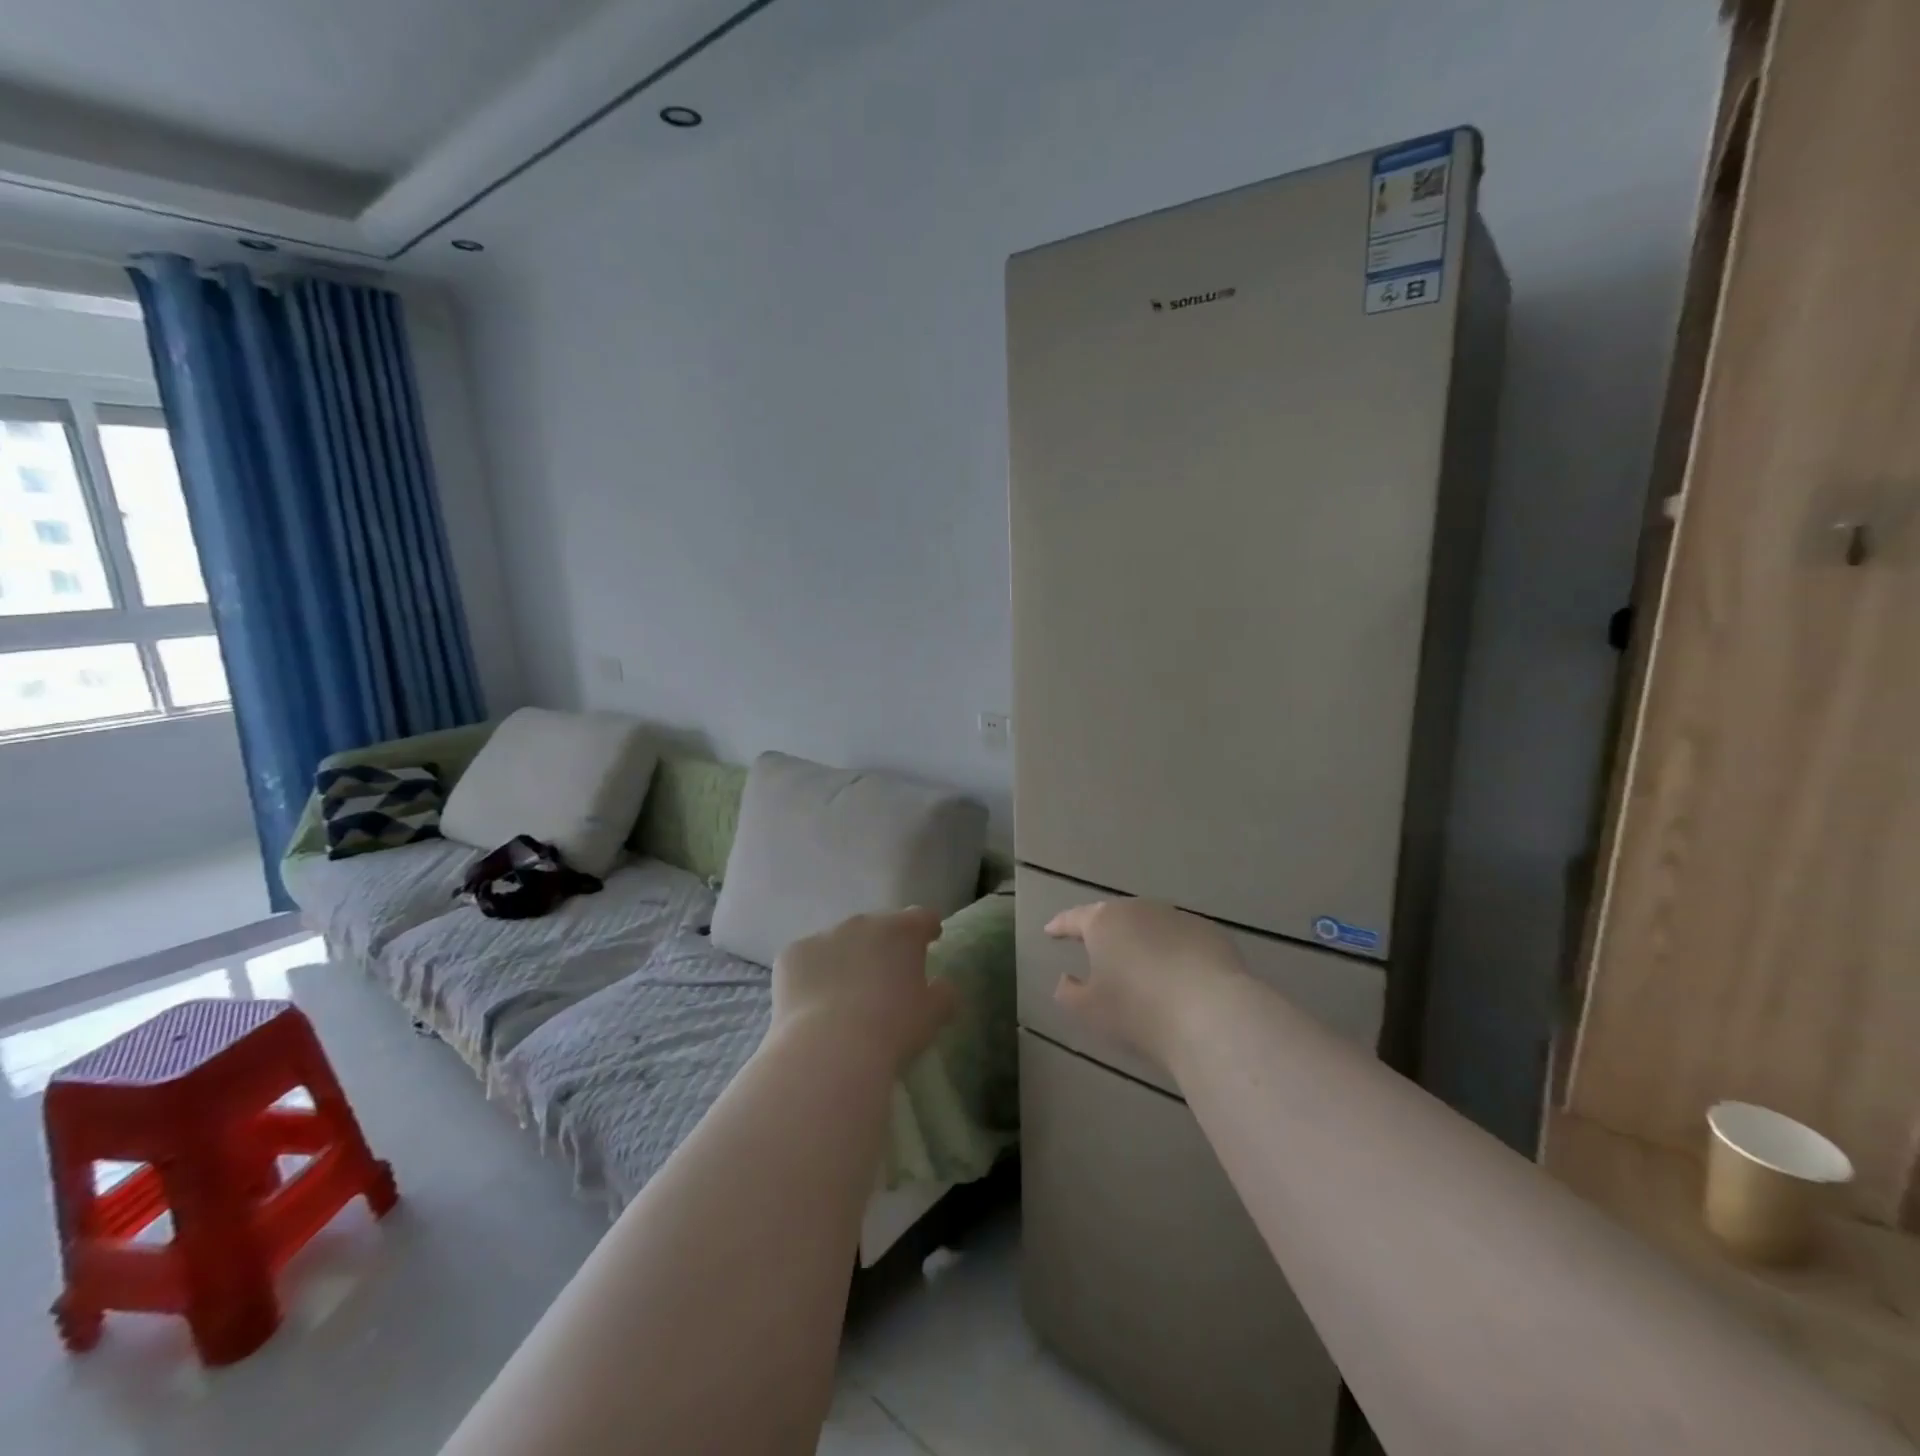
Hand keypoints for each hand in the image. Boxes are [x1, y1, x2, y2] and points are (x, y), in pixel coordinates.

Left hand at [773, 908, 957, 1070]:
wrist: (830, 1049)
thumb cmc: (893, 1029)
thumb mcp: (934, 1015)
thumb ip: (945, 993)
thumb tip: (942, 986)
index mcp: (902, 930)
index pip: (922, 917)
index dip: (927, 929)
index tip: (930, 941)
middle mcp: (862, 922)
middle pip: (877, 927)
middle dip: (882, 946)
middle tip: (884, 978)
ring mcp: (823, 935)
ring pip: (839, 942)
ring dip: (846, 959)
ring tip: (844, 995)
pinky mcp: (791, 955)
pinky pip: (807, 960)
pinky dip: (812, 975)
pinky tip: (812, 1004)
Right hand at [1045, 899, 1245, 1071]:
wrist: (1212, 1014)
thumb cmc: (1138, 1011)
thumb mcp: (1090, 1011)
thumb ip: (1069, 993)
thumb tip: (1066, 979)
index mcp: (1103, 922)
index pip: (1074, 918)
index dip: (1061, 925)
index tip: (1051, 930)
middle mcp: (1139, 909)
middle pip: (1114, 916)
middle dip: (1104, 930)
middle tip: (1095, 946)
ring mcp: (1178, 917)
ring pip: (1151, 925)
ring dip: (1141, 940)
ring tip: (1138, 963)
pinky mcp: (1211, 933)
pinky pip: (1182, 939)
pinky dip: (1174, 952)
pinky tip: (1178, 975)